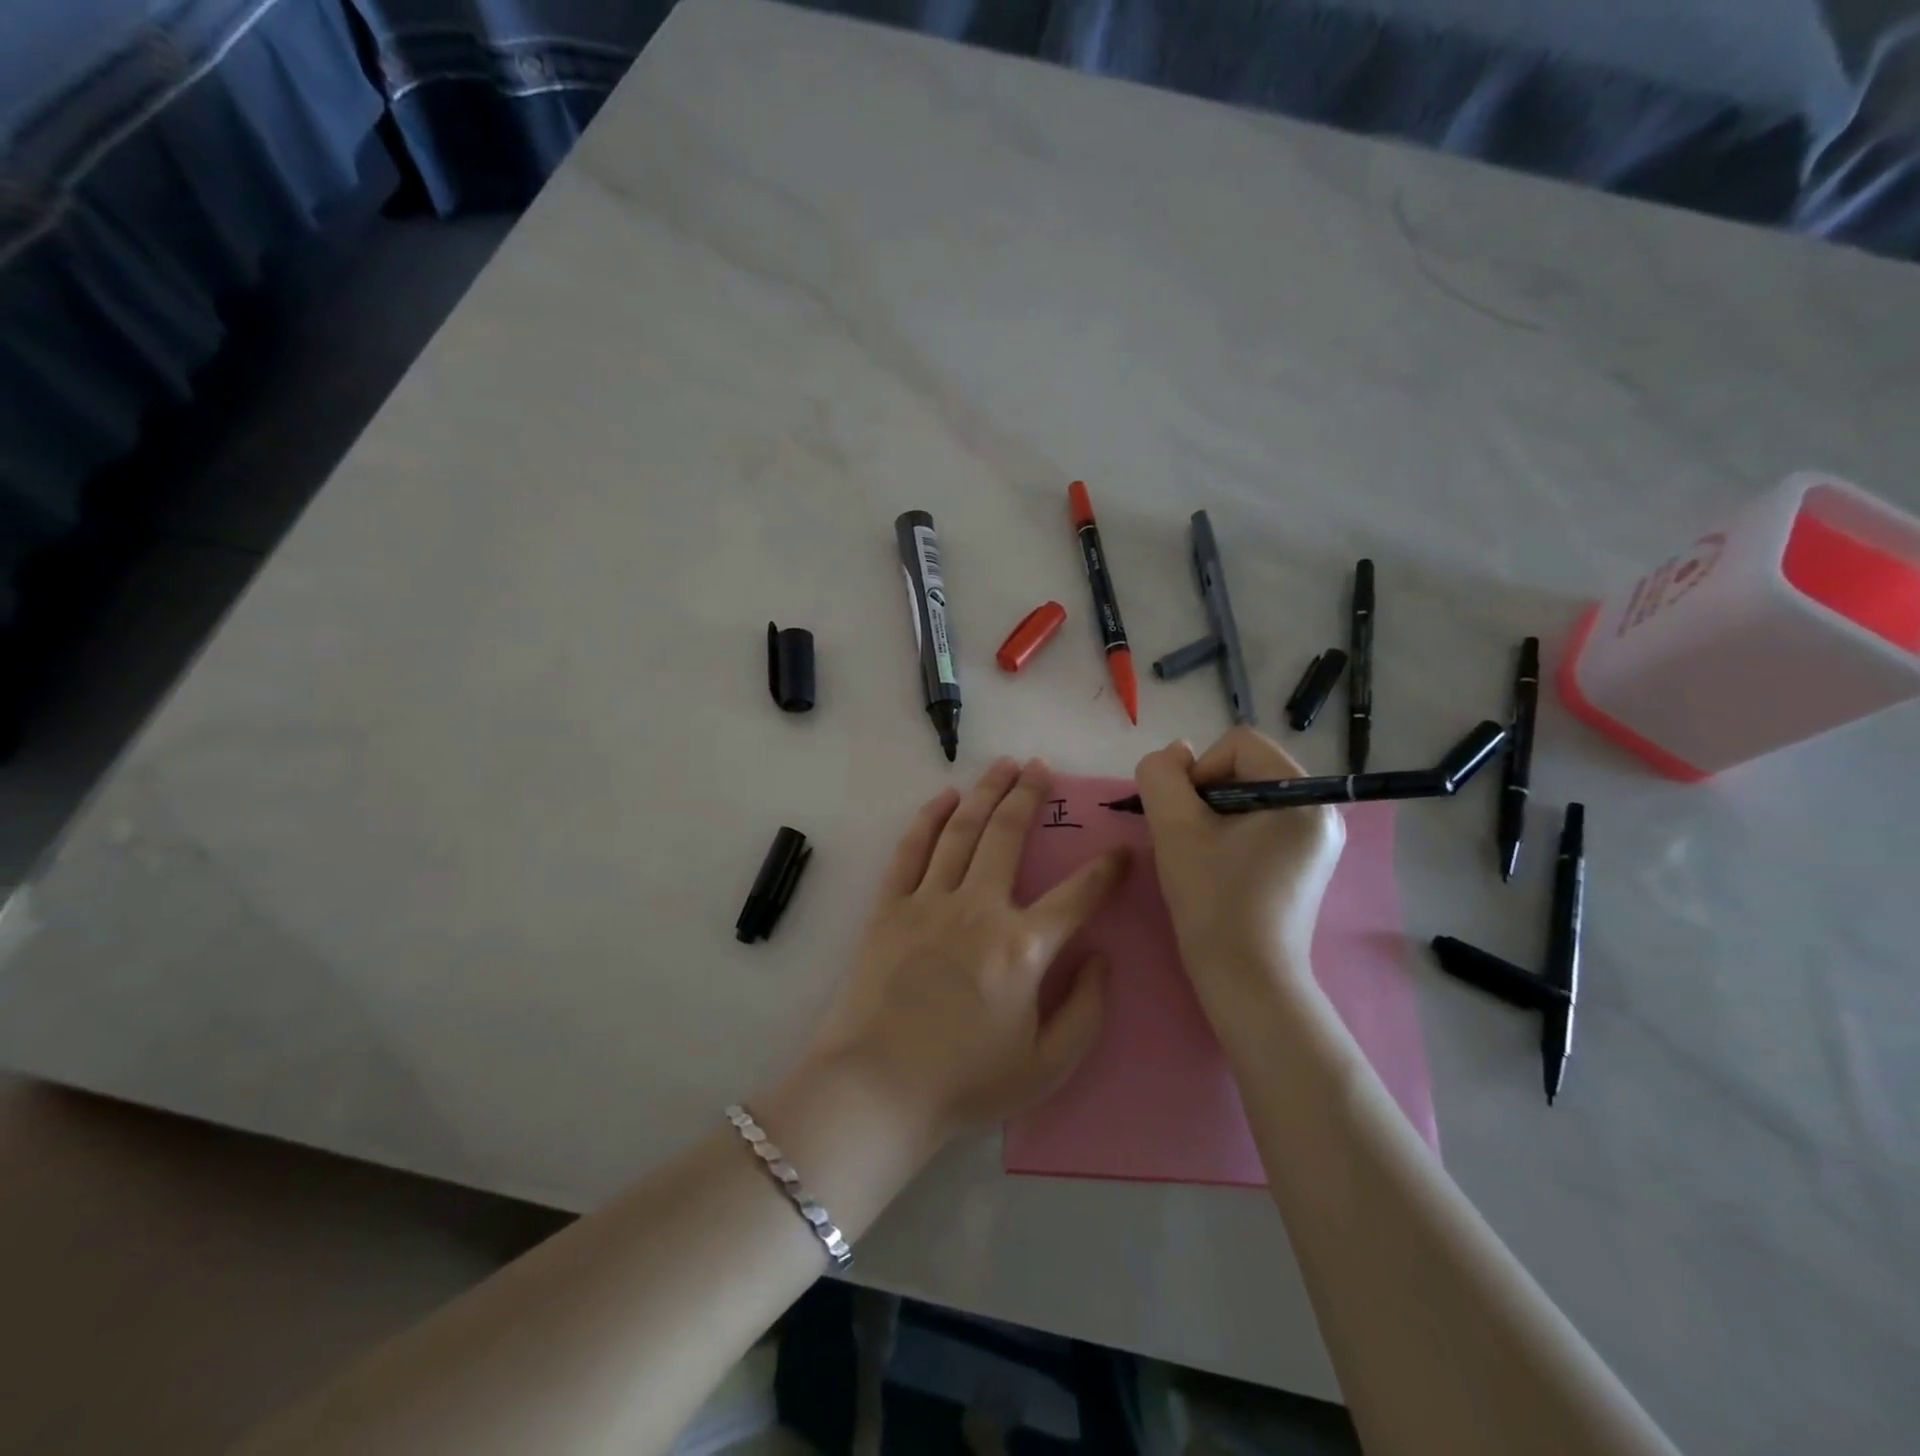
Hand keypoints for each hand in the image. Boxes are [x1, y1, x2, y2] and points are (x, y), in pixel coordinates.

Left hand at [806, 757, 1127, 1146]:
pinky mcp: (889, 906)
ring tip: (1003, 765)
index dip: (1106, 869)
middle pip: (1009, 835)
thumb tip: (1102, 956)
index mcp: (1023, 947)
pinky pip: (912, 849)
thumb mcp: (1048, 1066)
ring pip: (963, 830)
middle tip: (1041, 767)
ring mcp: (929, 901)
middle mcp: (979, 908)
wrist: (877, 1089)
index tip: (1122, 850)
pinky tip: (945, 797)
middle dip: (1029, 795)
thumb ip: (1087, 1009)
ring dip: (986, 793)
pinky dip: (930, 818)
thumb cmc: (966, 1082)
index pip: (1078, 894)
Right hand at [1134, 729, 1344, 1003]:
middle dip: (1207, 794)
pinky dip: (1234, 832)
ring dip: (1216, 814)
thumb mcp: (1175, 829)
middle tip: (1191, 839)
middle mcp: (1322, 809)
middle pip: (1247, 767)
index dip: (1200, 771)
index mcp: (1302, 796)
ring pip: (1251, 795)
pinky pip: (1263, 822)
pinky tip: (1221, 867)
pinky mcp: (1308, 861)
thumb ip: (1162, 777)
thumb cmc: (1214, 901)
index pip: (1238, 744)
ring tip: (1204, 855)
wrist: (1248, 981)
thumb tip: (1175, 753)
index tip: (1187, 818)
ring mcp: (1319, 838)